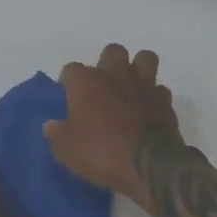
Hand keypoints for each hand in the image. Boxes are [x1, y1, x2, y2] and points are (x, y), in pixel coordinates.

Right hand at [45, 44, 179, 205]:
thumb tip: (51, 124)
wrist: (149, 165)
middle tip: (102, 86)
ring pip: (144, 58)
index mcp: (87, 82)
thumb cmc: (100, 152)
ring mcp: (144, 85)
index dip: (69, 81)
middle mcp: (115, 75)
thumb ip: (57, 133)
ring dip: (138, 69)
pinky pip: (160, 89)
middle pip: (112, 51)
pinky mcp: (165, 101)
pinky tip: (148, 109)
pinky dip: (154, 96)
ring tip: (131, 86)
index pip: (71, 69)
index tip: (68, 94)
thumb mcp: (66, 150)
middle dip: (107, 63)